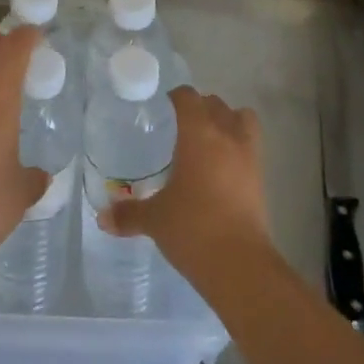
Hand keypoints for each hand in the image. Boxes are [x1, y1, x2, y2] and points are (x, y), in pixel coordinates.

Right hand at [101, 87, 271, 279]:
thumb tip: (102, 218)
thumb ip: (128, 214)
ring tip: (206, 141)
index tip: (159, 110)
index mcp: (198, 133)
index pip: (188, 97)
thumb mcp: (155, 219)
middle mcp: (226, 136)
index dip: (173, 98)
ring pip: (241, 119)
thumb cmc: (193, 228)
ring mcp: (248, 156)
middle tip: (177, 127)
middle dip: (198, 108)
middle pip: (215, 104)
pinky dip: (237, 147)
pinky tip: (219, 168)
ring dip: (226, 122)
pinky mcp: (261, 178)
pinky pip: (250, 147)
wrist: (240, 266)